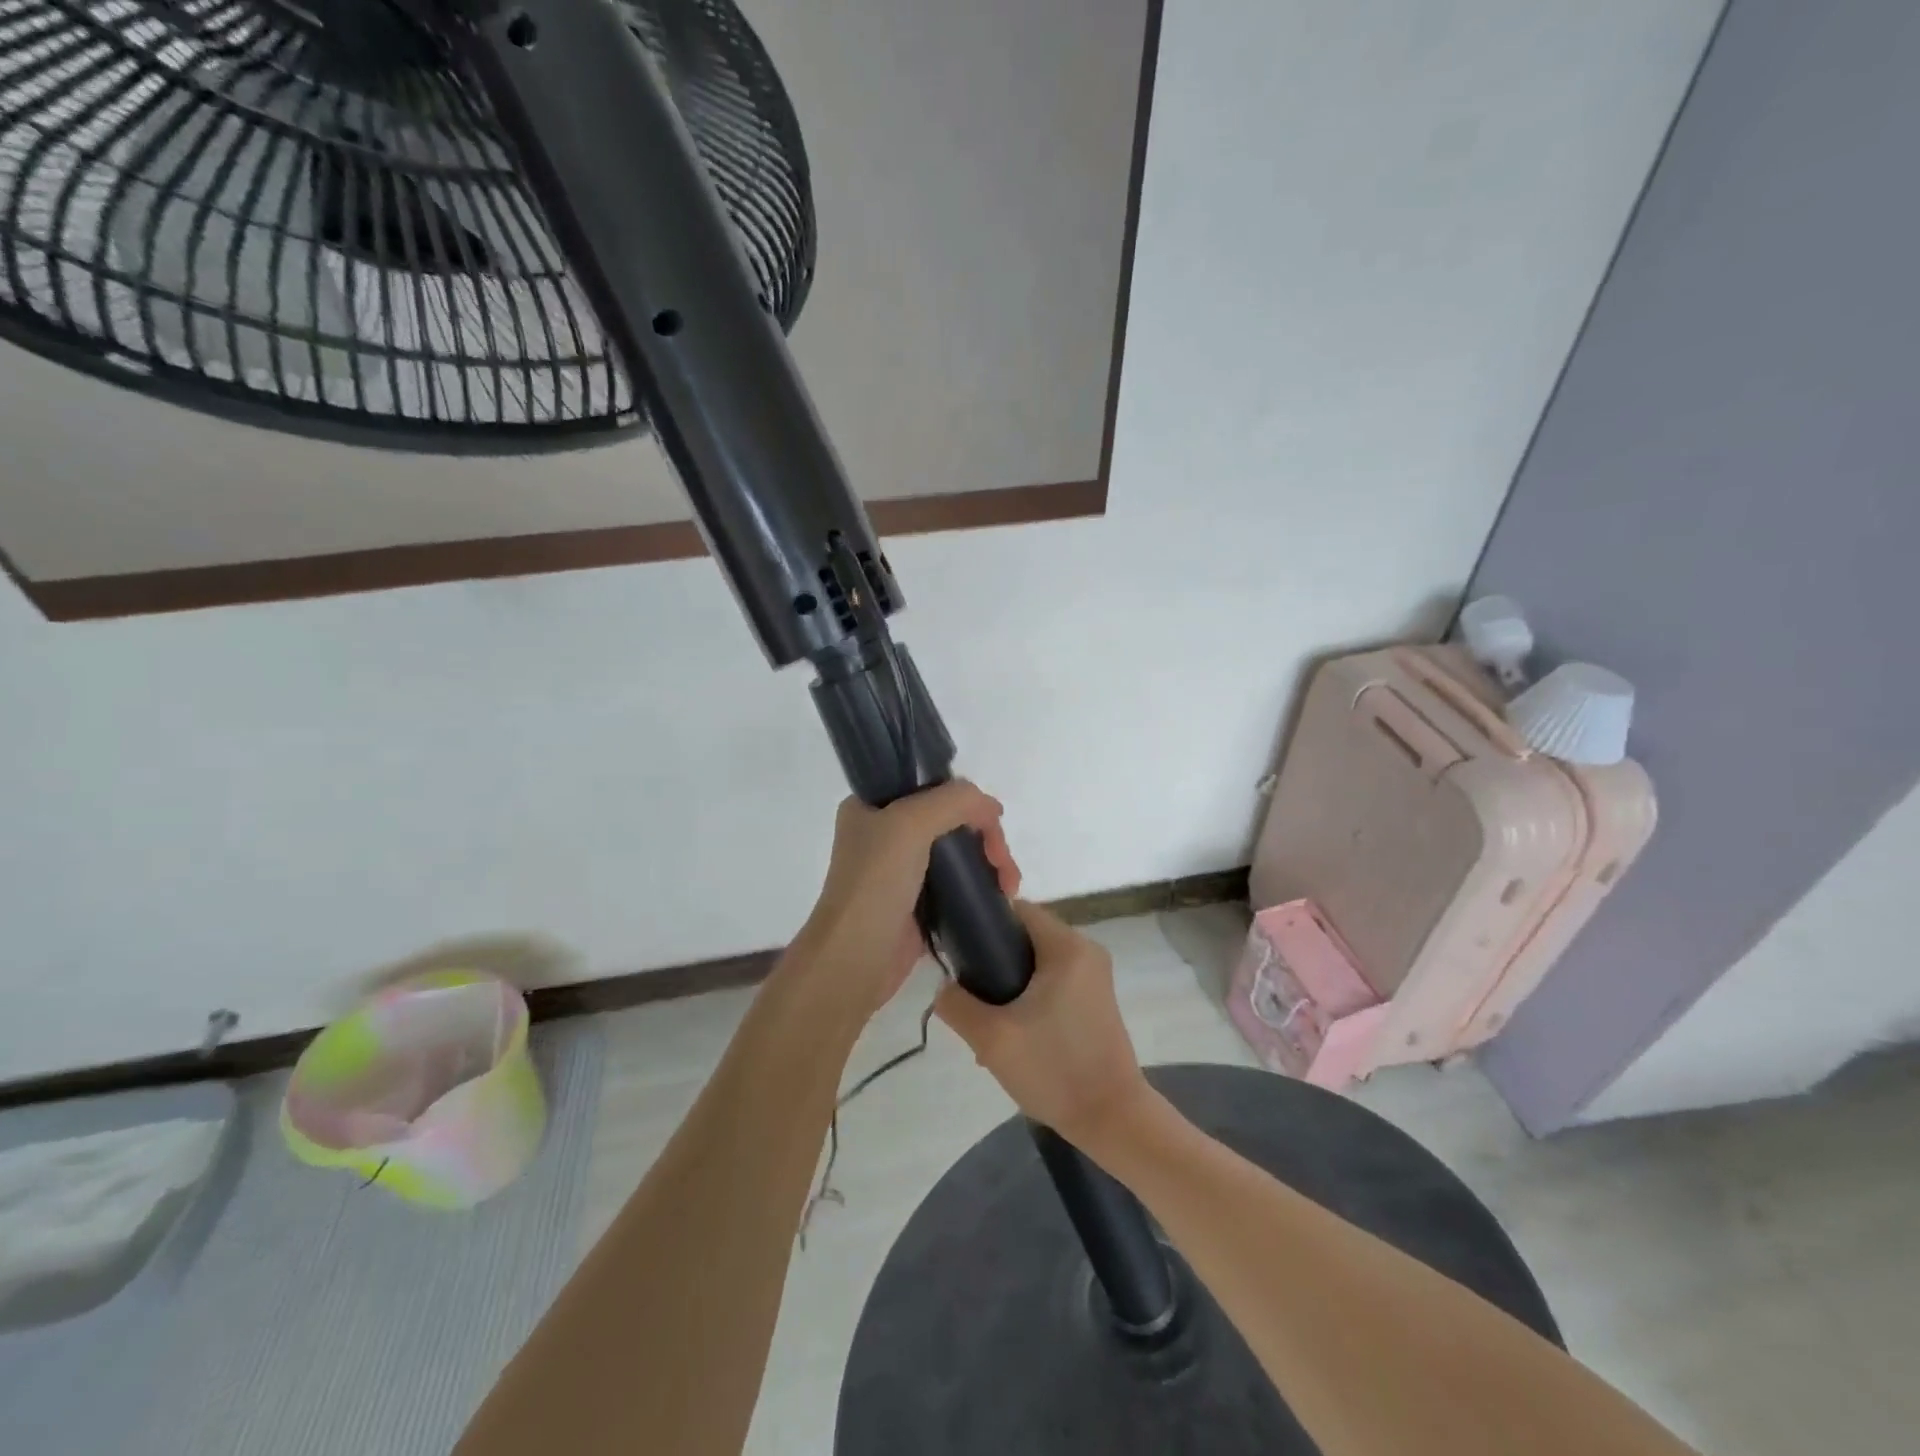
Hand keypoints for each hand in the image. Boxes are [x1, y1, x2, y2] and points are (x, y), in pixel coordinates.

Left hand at [793, 780, 1018, 1022]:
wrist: (854, 959)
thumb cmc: (875, 884)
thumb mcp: (910, 824)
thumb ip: (954, 801)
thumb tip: (991, 808)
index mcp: (873, 805)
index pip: (932, 786)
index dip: (968, 800)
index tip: (994, 824)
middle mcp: (885, 832)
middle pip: (952, 819)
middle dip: (986, 837)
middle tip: (1003, 866)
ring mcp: (901, 869)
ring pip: (958, 851)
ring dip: (989, 862)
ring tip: (1008, 888)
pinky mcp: (916, 903)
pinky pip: (956, 883)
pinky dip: (980, 885)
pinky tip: (998, 896)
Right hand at [934, 901, 1150, 1149]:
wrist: (1112, 1120)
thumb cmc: (1054, 1070)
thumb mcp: (991, 1038)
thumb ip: (956, 1004)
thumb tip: (944, 986)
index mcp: (1067, 946)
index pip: (1016, 909)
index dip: (984, 926)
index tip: (960, 955)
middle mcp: (1086, 950)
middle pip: (1026, 936)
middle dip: (994, 962)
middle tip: (972, 998)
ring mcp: (1095, 976)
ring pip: (1038, 962)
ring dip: (1011, 985)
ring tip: (989, 1022)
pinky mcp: (1096, 999)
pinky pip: (1054, 981)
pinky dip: (1031, 997)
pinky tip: (1015, 1033)